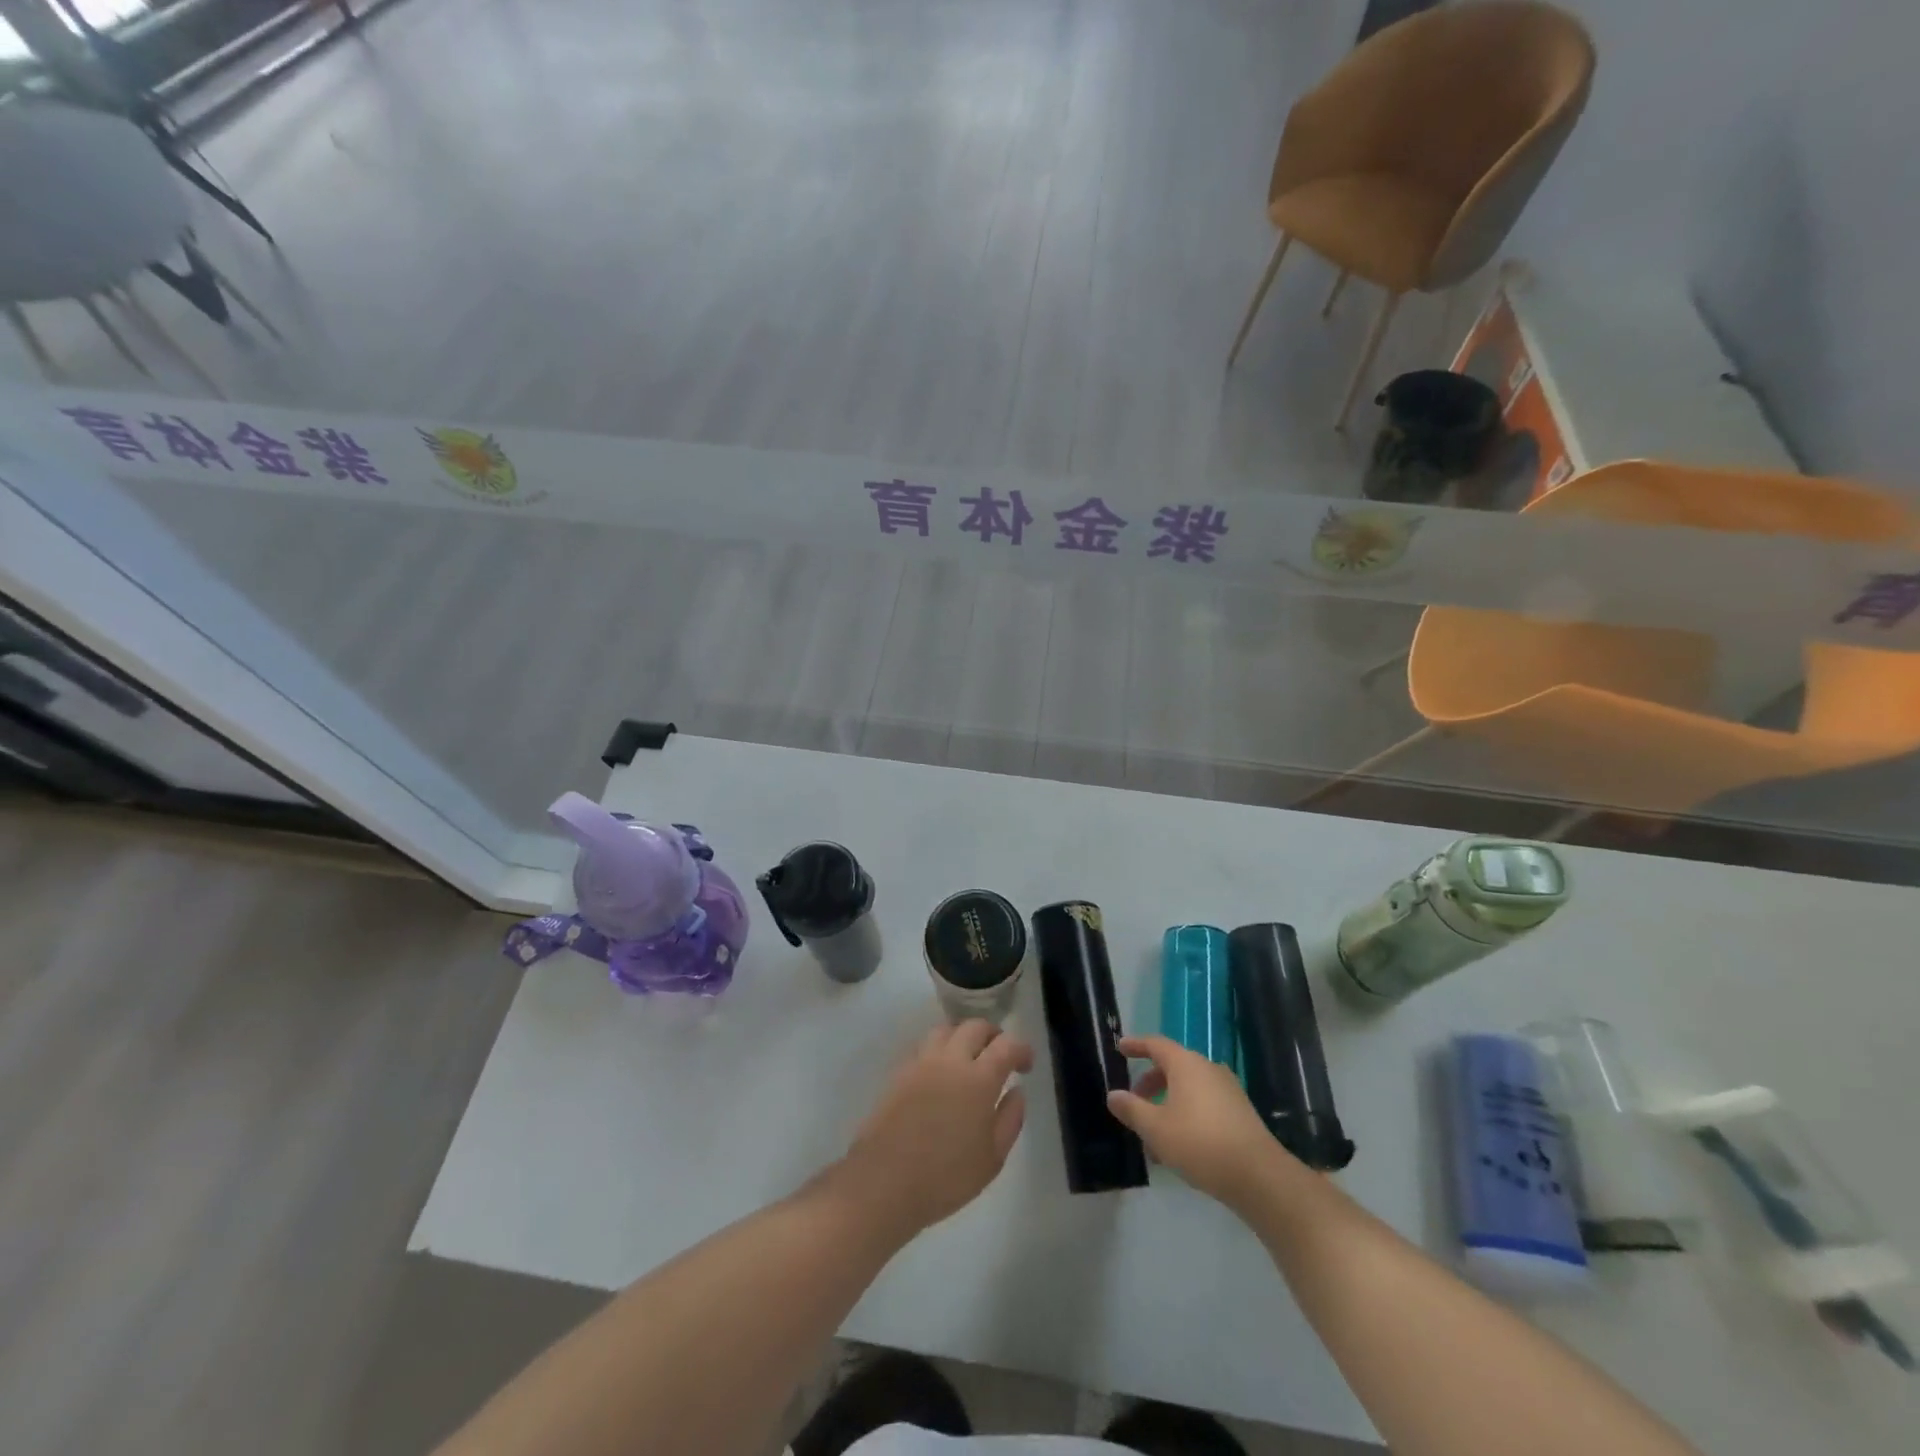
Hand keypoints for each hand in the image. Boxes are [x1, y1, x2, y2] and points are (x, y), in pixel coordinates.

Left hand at [836, 1020, 1033, 1237]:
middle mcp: (950, 1059)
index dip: (1021, 1049)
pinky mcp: (899, 1071)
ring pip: (946, 1029)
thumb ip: (1010, 1119)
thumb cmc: (945, 1177)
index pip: (1007, 1045)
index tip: (1026, 1065)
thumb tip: (1017, 1091)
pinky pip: (924, 1045)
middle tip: (1000, 1056)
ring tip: (969, 1058)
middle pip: (975, 1027)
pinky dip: (939, 1049)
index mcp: (979, 1078)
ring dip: (963, 1036)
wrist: (883, 1181)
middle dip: (993, 1035)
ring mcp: (921, 1062)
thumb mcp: (992, 1159)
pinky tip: (940, 1072)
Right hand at [1106, 1035, 1290, 1208]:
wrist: (1258, 1176)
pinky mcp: (1240, 1112)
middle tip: (1134, 1103)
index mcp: (1186, 1064)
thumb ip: (1132, 1109)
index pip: (1155, 1044)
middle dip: (1149, 1083)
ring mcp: (1227, 1089)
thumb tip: (1113, 1095)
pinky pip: (1204, 1103)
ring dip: (1167, 1105)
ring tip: (1153, 1136)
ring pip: (1188, 1089)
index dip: (1136, 1045)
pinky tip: (1179, 1146)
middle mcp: (1208, 1069)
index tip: (1120, 1048)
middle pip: (1172, 1067)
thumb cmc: (1199, 1143)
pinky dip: (1186, 1114)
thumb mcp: (1156, 1128)